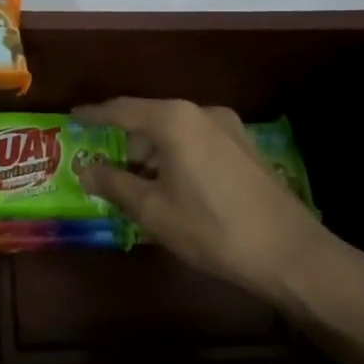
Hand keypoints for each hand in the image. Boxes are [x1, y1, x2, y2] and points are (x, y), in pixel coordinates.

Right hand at [75, 98, 334, 306]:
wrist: (290, 253)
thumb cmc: (212, 229)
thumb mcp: (153, 210)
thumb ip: (114, 183)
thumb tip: (86, 168)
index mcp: (174, 120)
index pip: (122, 109)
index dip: (94, 114)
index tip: (74, 116)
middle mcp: (201, 112)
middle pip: (150, 118)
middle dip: (126, 140)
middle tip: (106, 165)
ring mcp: (228, 127)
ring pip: (176, 131)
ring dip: (153, 151)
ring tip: (140, 183)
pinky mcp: (245, 147)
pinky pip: (197, 141)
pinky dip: (178, 155)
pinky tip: (175, 185)